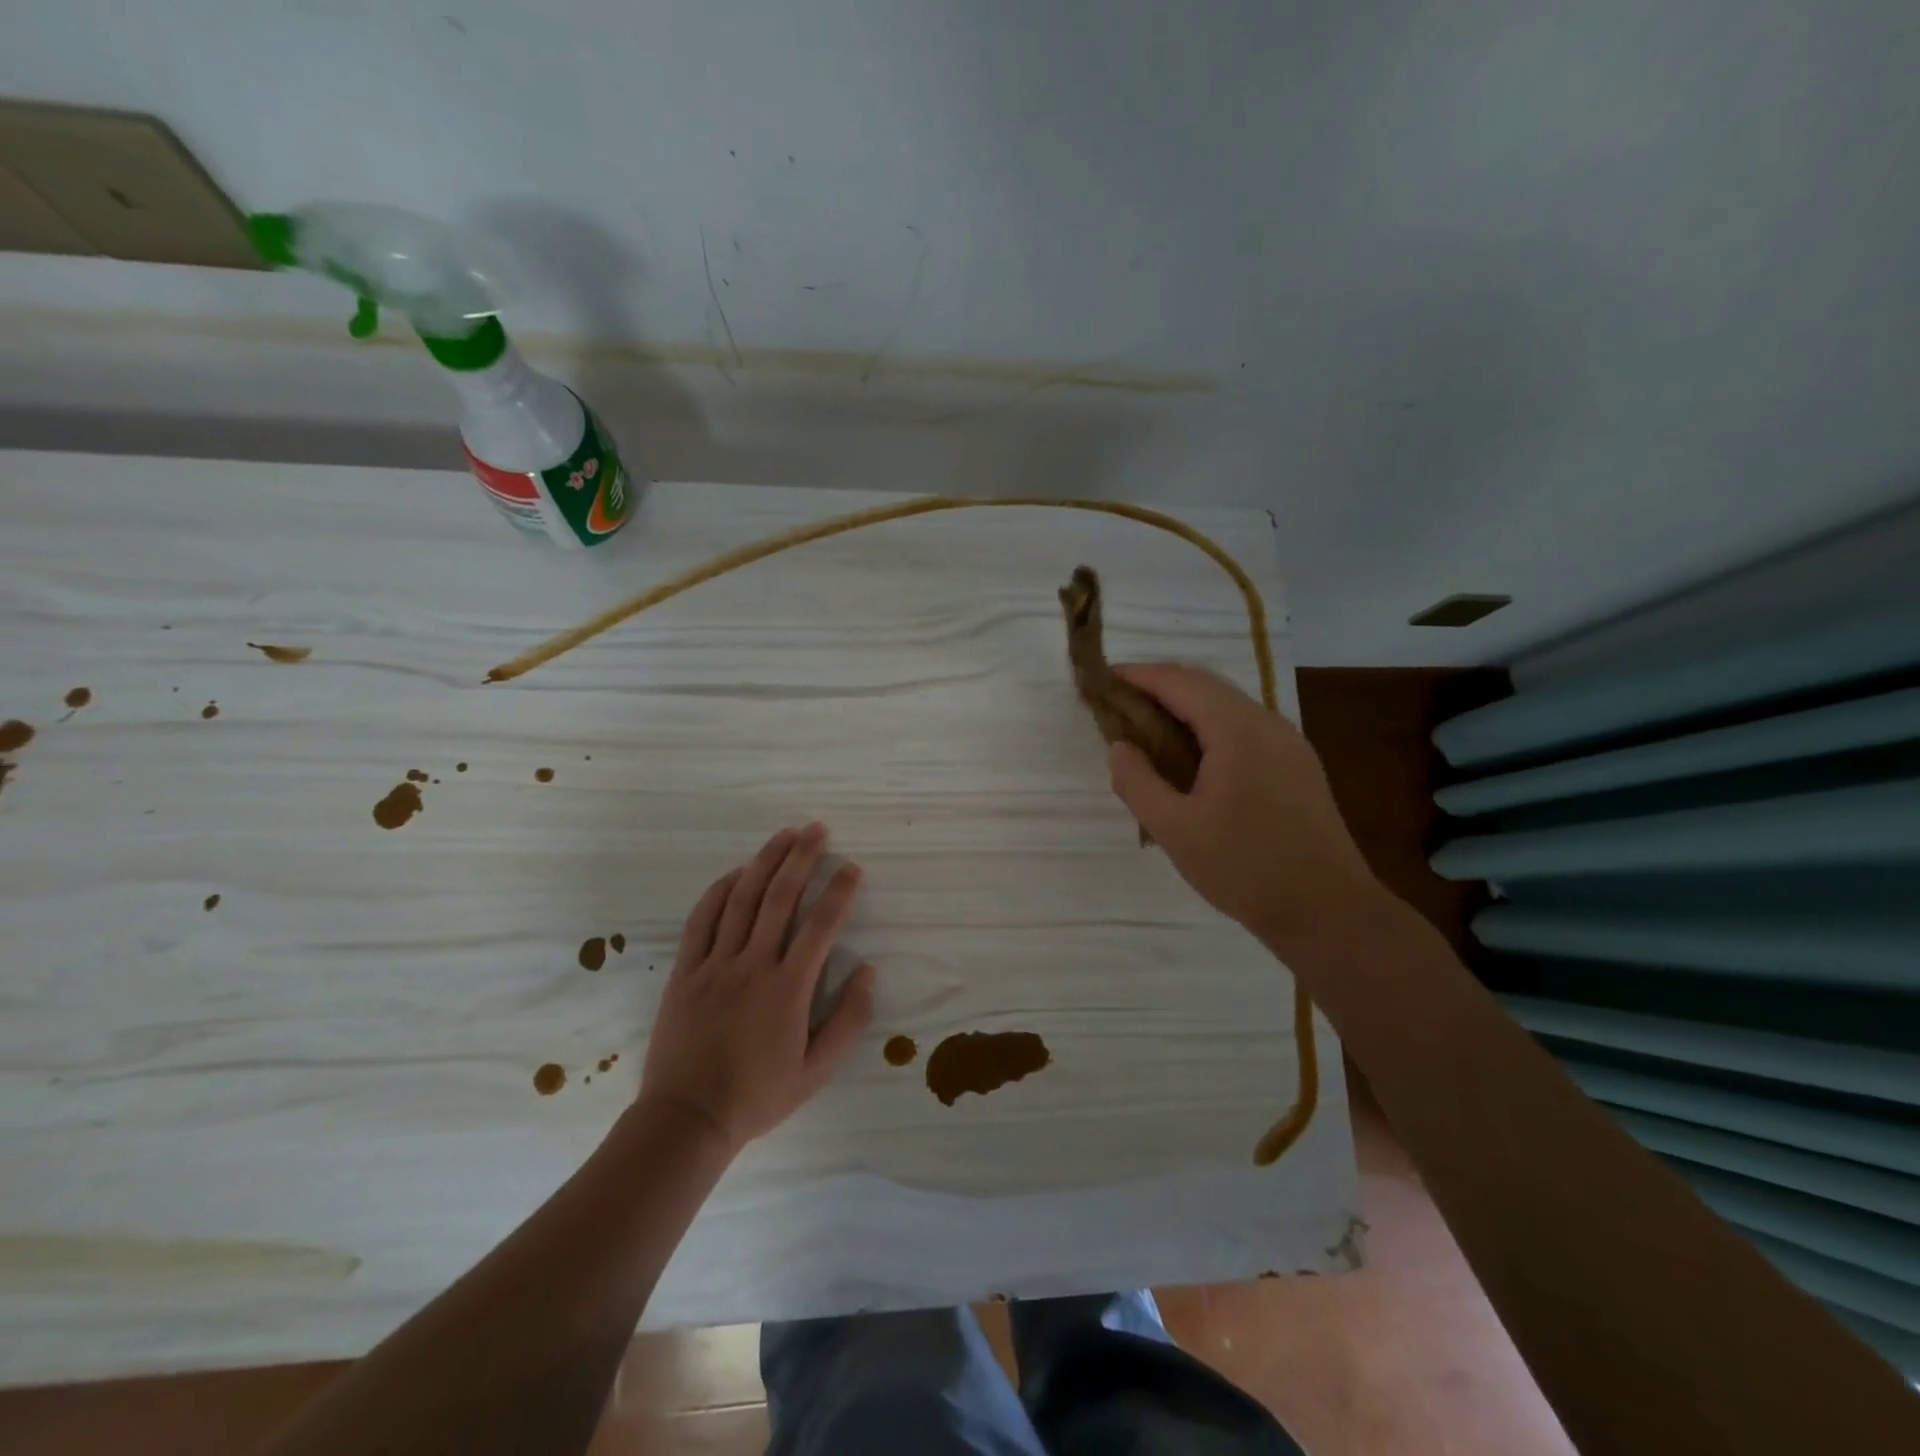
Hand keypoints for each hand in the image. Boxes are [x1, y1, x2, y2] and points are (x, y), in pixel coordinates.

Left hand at [638, 823, 875, 1153]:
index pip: (820, 925)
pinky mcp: (686, 971)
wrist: (687, 1119)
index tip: (852, 868)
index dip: (839, 892)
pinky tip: (736, 872)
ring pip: (742, 899)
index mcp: (789, 988)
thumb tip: (868, 970)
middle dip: (802, 858)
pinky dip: (719, 891)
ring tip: (784, 835)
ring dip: (765, 862)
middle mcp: (753, 965)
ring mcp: (715, 964)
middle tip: (817, 829)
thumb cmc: (758, 1096)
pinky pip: (702, 920)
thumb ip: (848, 1020)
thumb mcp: (816, 1071)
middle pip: (780, 898)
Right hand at [1104, 664, 1382, 955]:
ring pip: (1228, 708)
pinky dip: (1210, 730)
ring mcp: (1289, 744)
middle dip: (1160, 688)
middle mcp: (1268, 724)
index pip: (1180, 681)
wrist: (1328, 912)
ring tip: (1149, 734)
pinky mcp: (1298, 767)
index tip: (1104, 681)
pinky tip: (1193, 762)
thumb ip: (1137, 782)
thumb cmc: (1244, 867)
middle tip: (1120, 708)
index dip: (1139, 676)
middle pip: (1206, 686)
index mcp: (1237, 730)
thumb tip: (1119, 747)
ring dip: (1186, 709)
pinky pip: (1246, 731)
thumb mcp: (1174, 830)